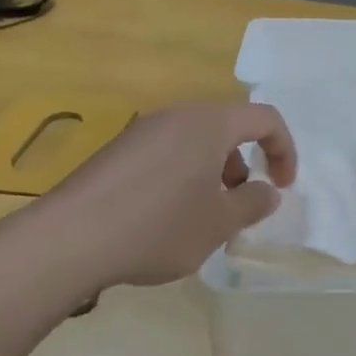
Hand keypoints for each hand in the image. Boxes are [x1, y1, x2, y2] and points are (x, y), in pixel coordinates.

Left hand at [36, 101, 296, 289]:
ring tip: (201, 220)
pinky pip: (165, 156)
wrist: (71, 238)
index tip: (282, 188)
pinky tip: (163, 220)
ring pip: (194, 144)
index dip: (284, 151)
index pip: (264, 118)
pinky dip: (181, 179)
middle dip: (244, 166)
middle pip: (226, 129)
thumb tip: (266, 191)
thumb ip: (253, 203)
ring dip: (212, 175)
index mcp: (209, 124)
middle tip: (237, 208)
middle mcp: (175, 117)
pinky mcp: (116, 152)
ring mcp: (141, 132)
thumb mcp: (219, 222)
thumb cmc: (160, 226)